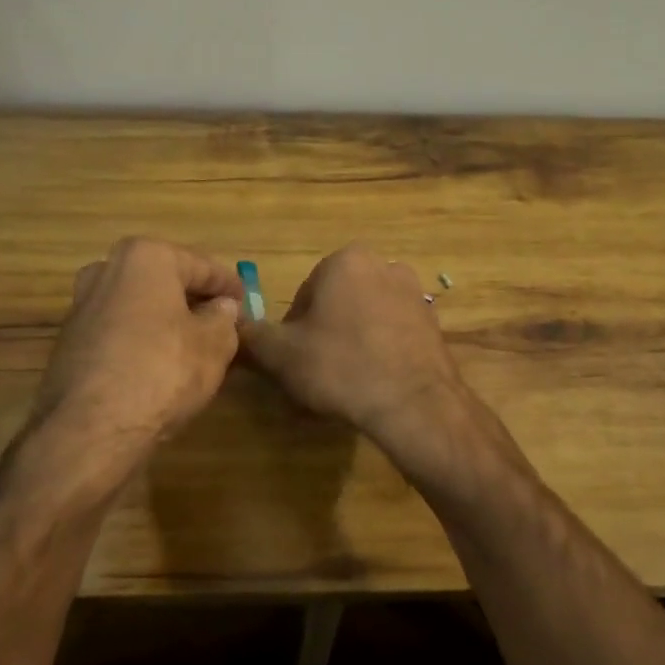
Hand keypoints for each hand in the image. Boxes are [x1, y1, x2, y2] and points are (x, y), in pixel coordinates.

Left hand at [34, 237, 242, 459]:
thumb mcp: (214, 344)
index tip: (246, 300)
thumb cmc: (163, 371)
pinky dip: (141, 339)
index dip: (228, 284)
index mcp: (144, 258)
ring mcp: (81, 307)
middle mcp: (106, 271)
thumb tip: (221, 308)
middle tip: (222, 319)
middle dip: (193, 298)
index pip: (200, 265)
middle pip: (163, 280)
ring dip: (165, 319)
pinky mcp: (69, 343)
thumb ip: (223, 319)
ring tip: (194, 343)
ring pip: (138, 305)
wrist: (91, 429)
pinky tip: (160, 363)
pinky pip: (118, 330)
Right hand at [237, 245, 467, 463]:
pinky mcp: (434, 321)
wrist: (414, 404)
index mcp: (345, 261)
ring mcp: (414, 293)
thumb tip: (231, 322)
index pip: (305, 293)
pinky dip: (381, 349)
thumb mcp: (281, 354)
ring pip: (367, 315)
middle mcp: (383, 265)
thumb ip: (251, 334)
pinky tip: (376, 380)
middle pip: (338, 300)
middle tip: (320, 370)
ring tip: (349, 378)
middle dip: (326, 330)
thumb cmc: (341, 368)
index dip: (294, 329)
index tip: (296, 358)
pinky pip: (393, 331)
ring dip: (354, 339)